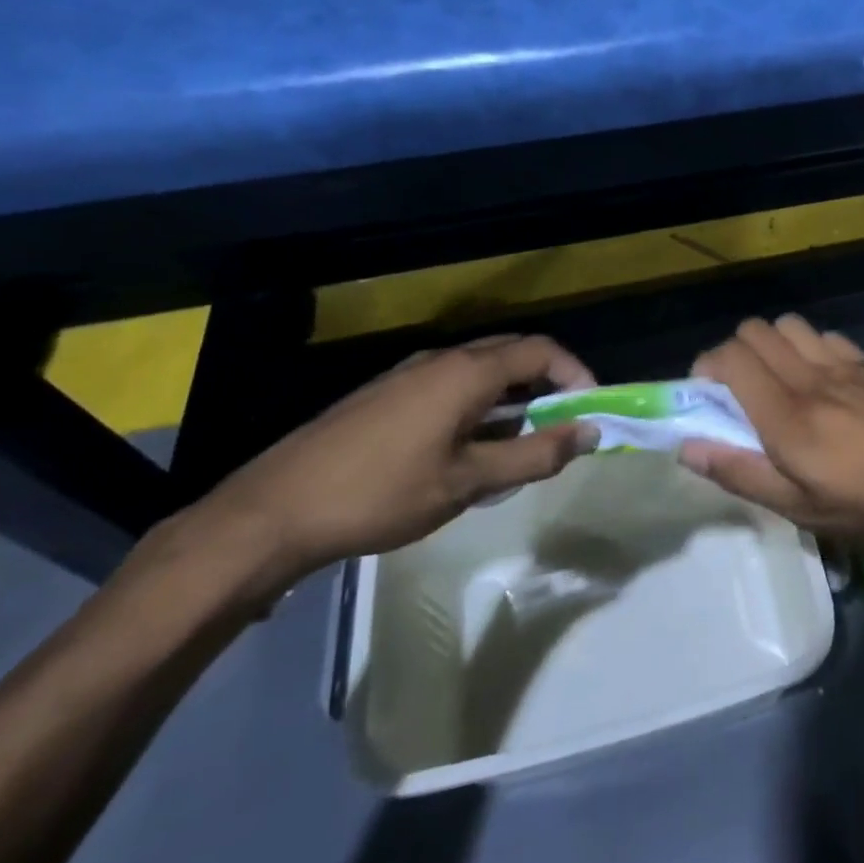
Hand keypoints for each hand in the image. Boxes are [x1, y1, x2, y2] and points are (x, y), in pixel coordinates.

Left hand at [188, 335, 598, 591]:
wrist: (272, 512)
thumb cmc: (381, 493)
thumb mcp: (468, 482)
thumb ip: (534, 455)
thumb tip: (589, 433)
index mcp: (466, 372)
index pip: (541, 350)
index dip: (575, 374)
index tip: (591, 410)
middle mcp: (440, 360)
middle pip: (511, 353)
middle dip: (546, 384)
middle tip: (561, 426)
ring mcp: (407, 375)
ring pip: (479, 372)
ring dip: (511, 399)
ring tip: (517, 448)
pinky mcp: (384, 396)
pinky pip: (449, 387)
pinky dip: (478, 407)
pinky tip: (467, 452)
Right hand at [678, 316, 863, 574]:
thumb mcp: (804, 509)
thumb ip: (742, 474)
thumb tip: (688, 447)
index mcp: (786, 414)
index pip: (728, 358)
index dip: (706, 369)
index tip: (708, 400)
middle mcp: (809, 376)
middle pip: (754, 331)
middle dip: (734, 353)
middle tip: (740, 393)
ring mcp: (844, 364)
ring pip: (789, 325)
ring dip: (773, 345)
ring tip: (780, 384)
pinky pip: (825, 336)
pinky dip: (809, 347)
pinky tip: (824, 382)